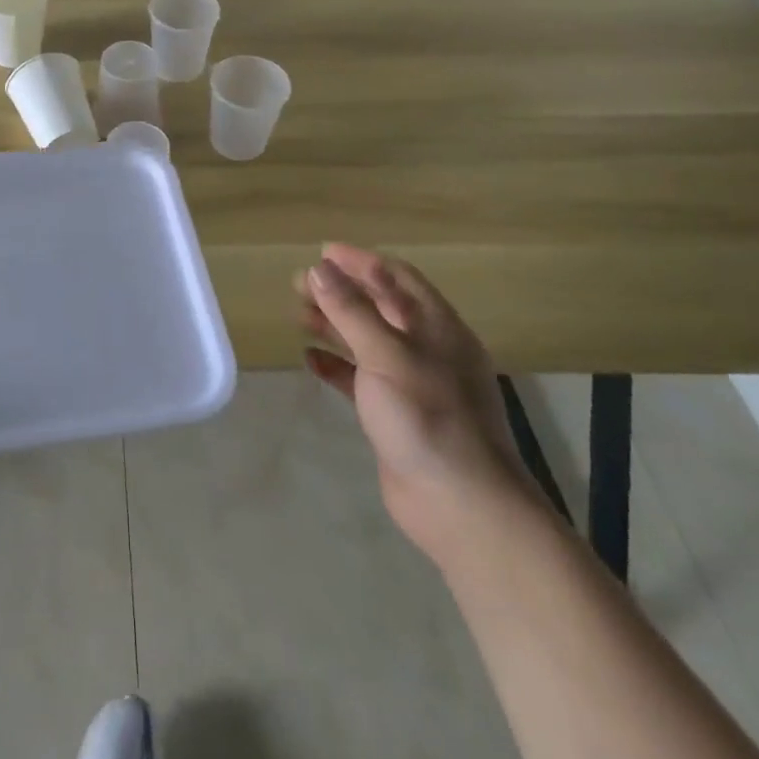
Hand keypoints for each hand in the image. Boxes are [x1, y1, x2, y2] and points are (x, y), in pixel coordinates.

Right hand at [295, 244, 544, 564]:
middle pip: (381, 307)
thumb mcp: (386, 355)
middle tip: (298, 283)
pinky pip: (360, 378)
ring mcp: (412, 383)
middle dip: (342, 292)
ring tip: (299, 315)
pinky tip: (310, 359)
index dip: (361, 262)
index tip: (322, 252)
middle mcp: (427, 350)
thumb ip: (351, 311)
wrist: (460, 505)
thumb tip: (319, 269)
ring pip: (368, 341)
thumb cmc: (427, 417)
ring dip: (335, 325)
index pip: (398, 279)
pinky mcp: (395, 414)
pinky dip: (336, 365)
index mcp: (437, 328)